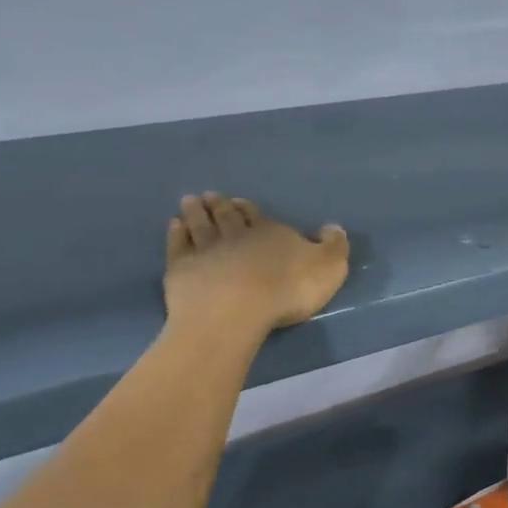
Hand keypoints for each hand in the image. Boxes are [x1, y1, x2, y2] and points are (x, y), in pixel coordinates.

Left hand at [163, 193, 349, 339]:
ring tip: (189, 201)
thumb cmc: (288, 289)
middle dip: (219, 205)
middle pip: (226, 216)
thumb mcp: (329, 268)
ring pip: (199, 225)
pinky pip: (178, 245)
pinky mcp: (182, 268)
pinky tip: (174, 226)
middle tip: (210, 196)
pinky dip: (175, 233)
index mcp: (270, 233)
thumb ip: (333, 246)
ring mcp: (206, 250)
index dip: (248, 208)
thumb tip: (333, 227)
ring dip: (195, 212)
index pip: (257, 215)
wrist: (236, 311)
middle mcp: (236, 235)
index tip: (238, 201)